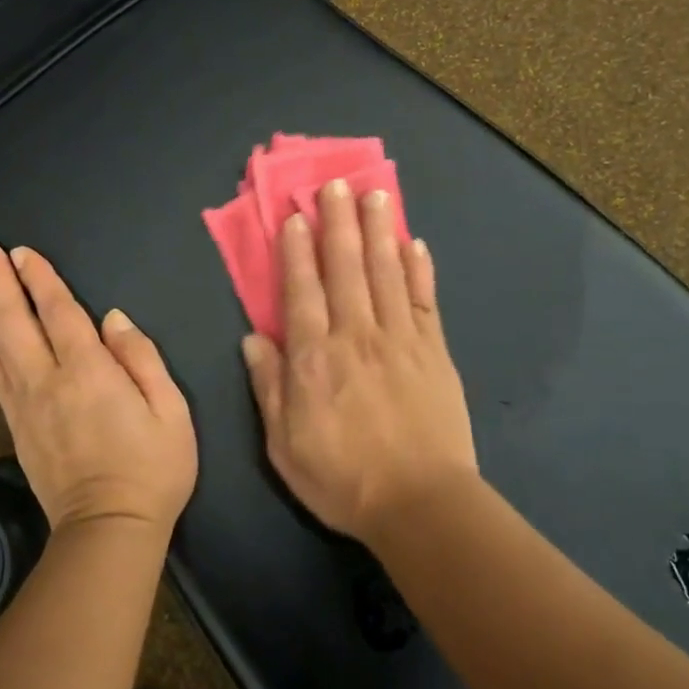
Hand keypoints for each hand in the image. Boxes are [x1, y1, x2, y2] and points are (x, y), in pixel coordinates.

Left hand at [0, 243, 197, 536]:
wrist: (109, 529)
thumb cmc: (153, 468)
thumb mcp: (171, 410)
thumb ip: (142, 358)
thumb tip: (113, 319)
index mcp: (90, 370)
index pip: (59, 311)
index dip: (40, 278)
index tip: (22, 252)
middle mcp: (50, 380)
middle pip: (17, 321)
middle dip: (1, 282)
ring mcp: (27, 405)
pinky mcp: (18, 428)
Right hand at [240, 181, 477, 542]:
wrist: (420, 504)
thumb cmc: (342, 478)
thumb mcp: (284, 444)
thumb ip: (269, 387)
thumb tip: (253, 338)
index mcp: (315, 358)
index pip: (303, 291)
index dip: (297, 251)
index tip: (297, 217)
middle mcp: (356, 336)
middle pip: (347, 268)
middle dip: (339, 223)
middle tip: (336, 184)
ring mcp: (400, 339)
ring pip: (387, 272)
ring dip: (379, 231)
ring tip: (375, 195)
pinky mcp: (434, 351)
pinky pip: (425, 300)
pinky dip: (420, 269)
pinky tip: (415, 243)